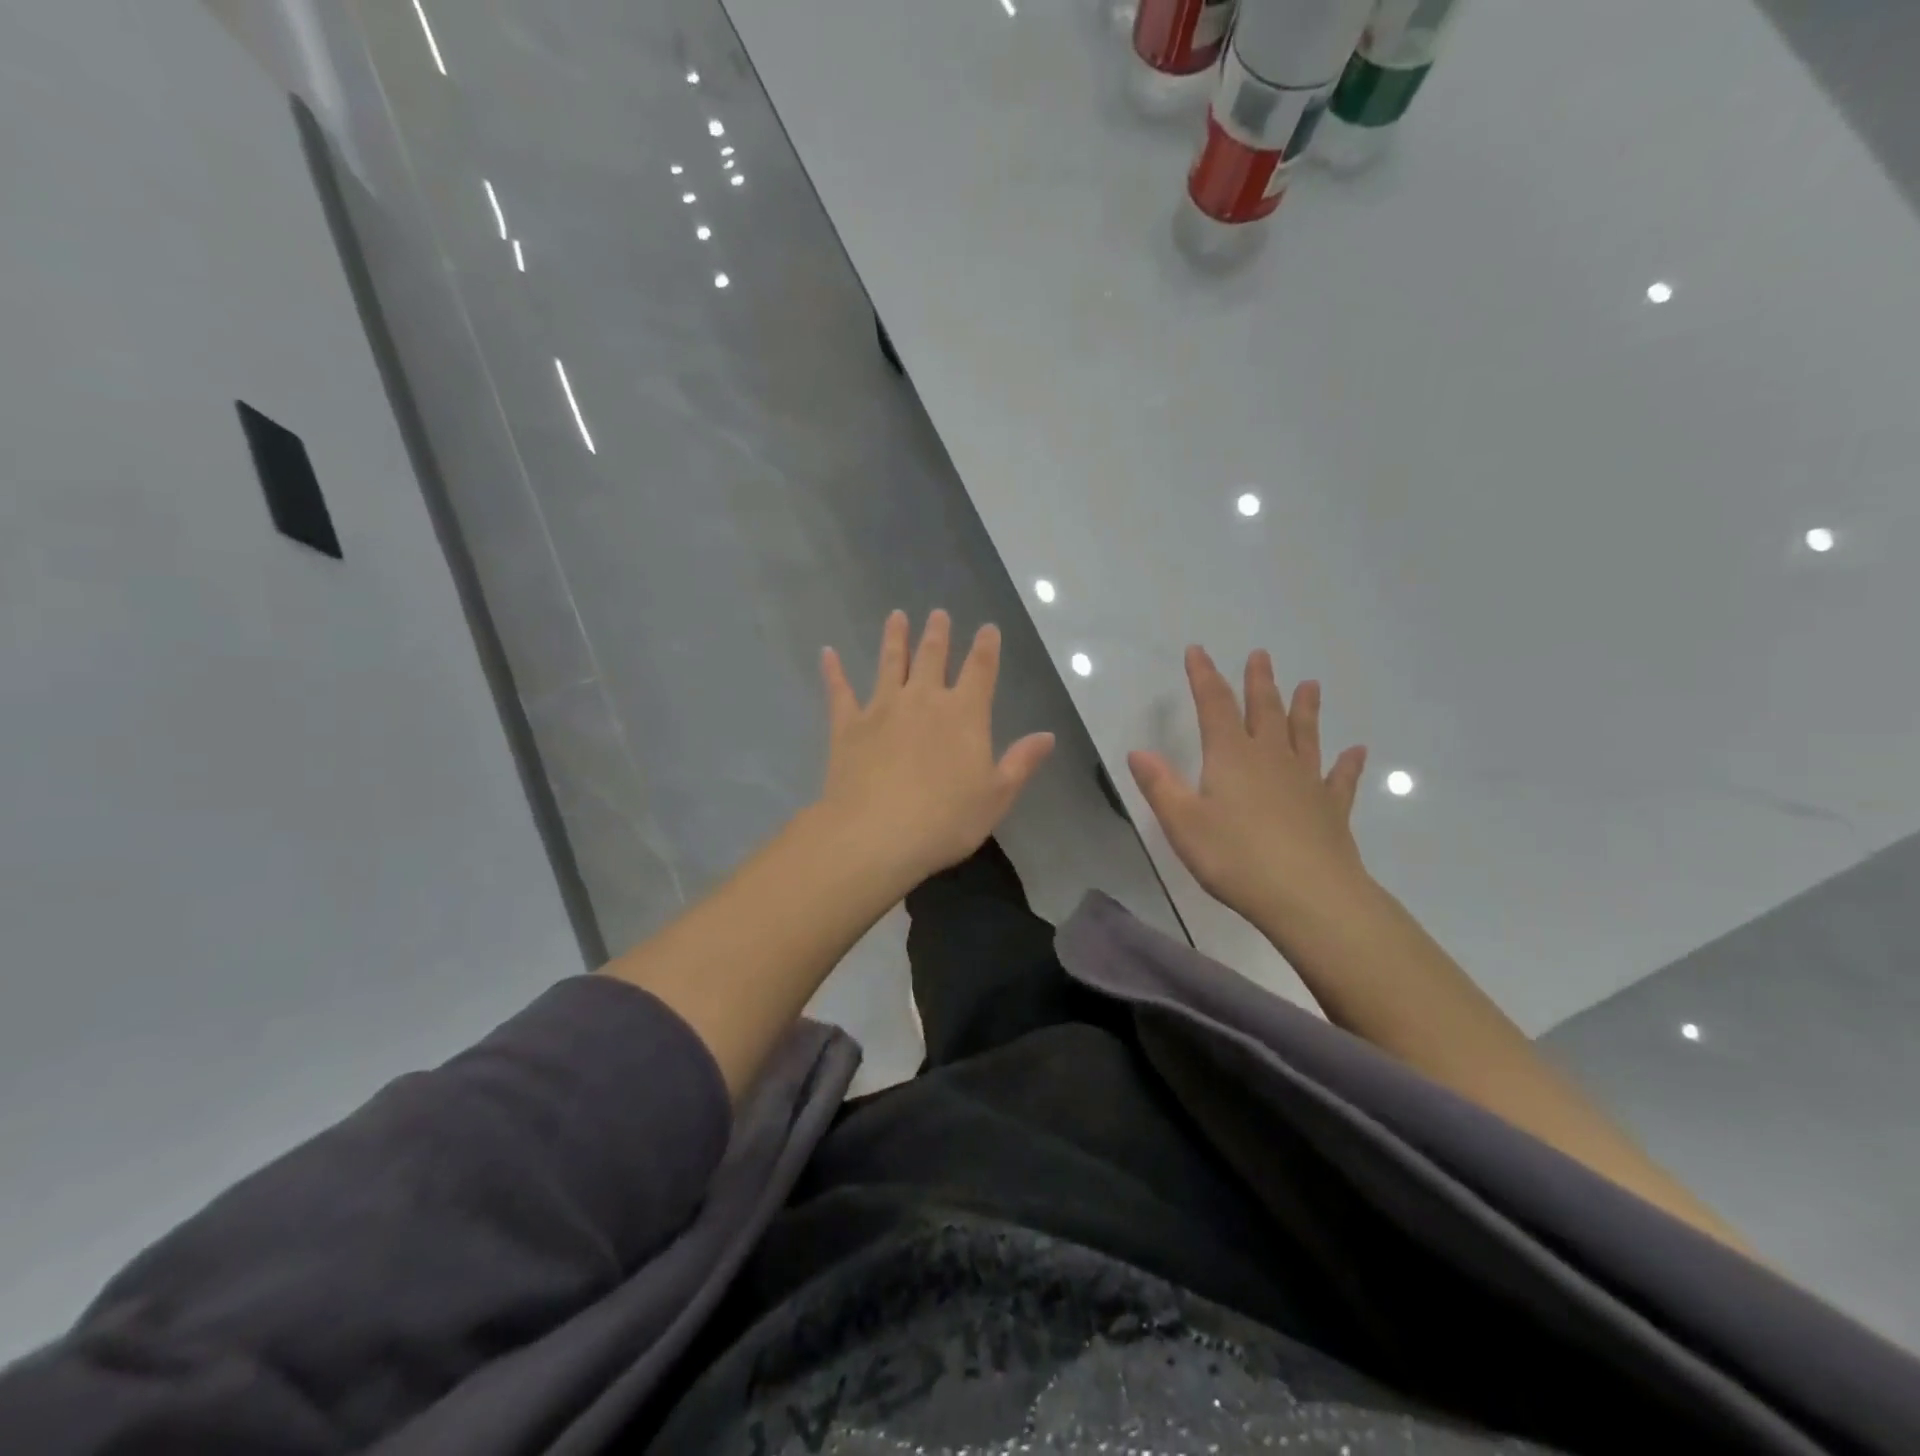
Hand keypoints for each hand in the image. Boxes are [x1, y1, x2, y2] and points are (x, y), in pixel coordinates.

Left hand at [817, 609, 1054, 889]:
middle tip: (938, 613)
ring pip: (890, 663)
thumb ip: (1021, 762)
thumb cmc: (945, 820)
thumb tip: (1047, 736)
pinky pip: (840, 691)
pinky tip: (828, 653)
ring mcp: (882, 708)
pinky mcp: (847, 725)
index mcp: (964, 714)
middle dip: (938, 634)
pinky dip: (834, 671)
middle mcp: (924, 700)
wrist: (876, 833)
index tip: (987, 628)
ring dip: (894, 638)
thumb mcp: (996, 796)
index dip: (986, 647)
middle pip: (932, 657)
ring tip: (896, 616)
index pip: (980, 670)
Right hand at [1128, 647, 1369, 937]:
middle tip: (1261, 655)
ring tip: (1310, 685)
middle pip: (1265, 711)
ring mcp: (1306, 781)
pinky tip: (1357, 751)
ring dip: (1305, 709)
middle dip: (1258, 682)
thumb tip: (1138, 751)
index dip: (1204, 676)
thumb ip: (1160, 785)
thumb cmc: (1235, 857)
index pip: (1214, 705)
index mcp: (1231, 756)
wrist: (1308, 896)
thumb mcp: (1183, 822)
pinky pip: (1340, 779)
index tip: (1198, 651)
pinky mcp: (1331, 809)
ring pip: (1305, 735)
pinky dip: (1348, 764)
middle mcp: (1271, 758)